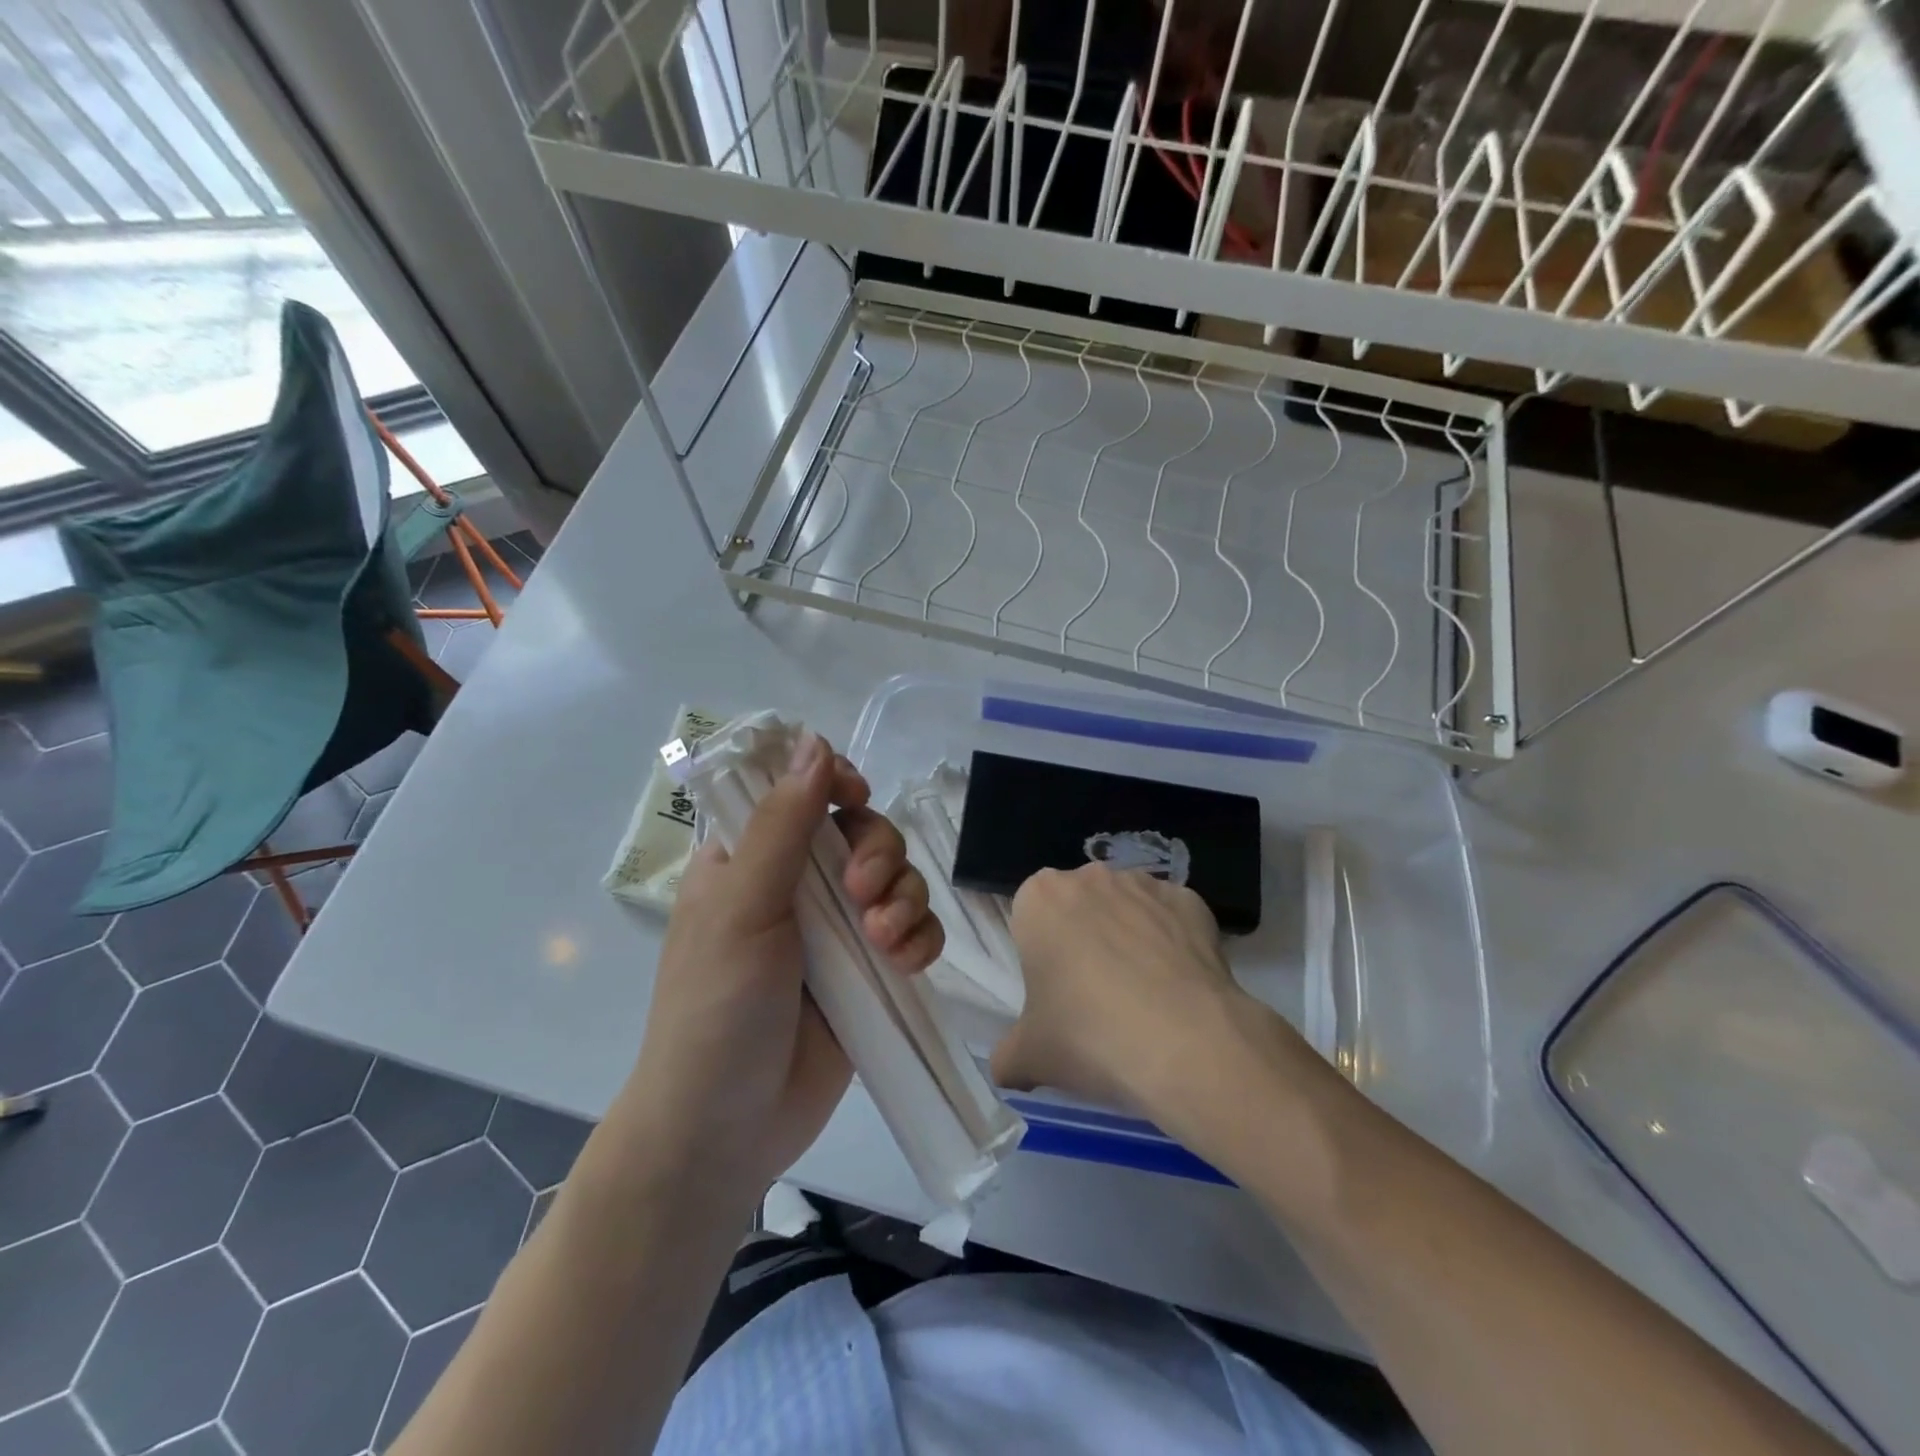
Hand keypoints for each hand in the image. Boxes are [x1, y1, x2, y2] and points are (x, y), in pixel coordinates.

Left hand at [619, 733, 942, 1201]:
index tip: (854, 796)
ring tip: (886, 944)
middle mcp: (796, 885)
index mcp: (750, 858)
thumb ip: (782, 825)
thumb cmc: (716, 1009)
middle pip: (862, 830)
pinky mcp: (870, 970)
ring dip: (905, 898)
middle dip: (878, 853)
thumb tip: (815, 742)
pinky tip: (909, 964)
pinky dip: (921, 937)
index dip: (834, 782)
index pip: (800, 791)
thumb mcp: (742, 908)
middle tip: (865, 896)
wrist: (727, 1131)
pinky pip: (914, 930)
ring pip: (897, 877)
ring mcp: (837, 929)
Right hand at [991, 864, 1258, 1122]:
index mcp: (1039, 899)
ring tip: (1144, 997)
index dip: (1041, 956)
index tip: (1055, 994)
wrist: (1186, 1045)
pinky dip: (1173, 943)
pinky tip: (1179, 987)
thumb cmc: (1089, 1036)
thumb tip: (1006, 1070)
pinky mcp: (1191, 901)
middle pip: (1078, 907)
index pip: (1030, 918)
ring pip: (1126, 909)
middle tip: (1096, 997)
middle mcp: (1090, 877)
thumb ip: (1007, 1056)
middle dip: (1083, 939)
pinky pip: (1172, 919)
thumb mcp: (1029, 1057)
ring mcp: (1145, 884)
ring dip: (1128, 938)